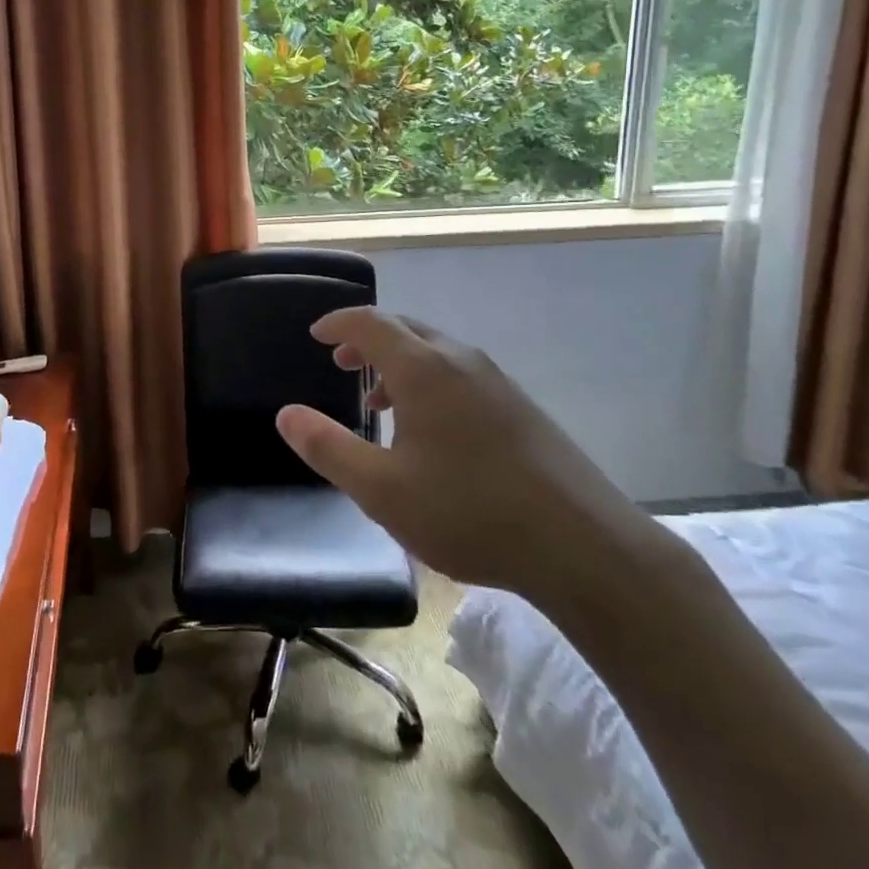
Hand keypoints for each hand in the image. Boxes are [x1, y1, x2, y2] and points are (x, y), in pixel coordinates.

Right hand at [275, 306, 657, 598]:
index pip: (371, 323)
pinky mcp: (520, 407)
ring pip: (436, 353)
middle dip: (367, 341)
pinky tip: (431, 431)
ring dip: (399, 364)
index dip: (338, 324)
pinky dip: (430, 382)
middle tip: (342, 365)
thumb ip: (328, 448)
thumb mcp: (382, 490)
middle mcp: (461, 361)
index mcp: (424, 369)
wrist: (582, 545)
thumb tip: (286, 414)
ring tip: (379, 403)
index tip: (316, 336)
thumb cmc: (469, 512)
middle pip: (405, 330)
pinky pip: (461, 374)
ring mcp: (497, 382)